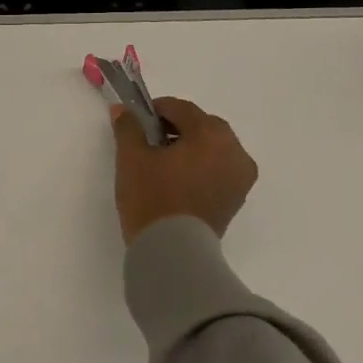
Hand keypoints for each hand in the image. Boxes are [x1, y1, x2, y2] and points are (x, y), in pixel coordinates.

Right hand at [111, 97, 257, 245]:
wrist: (173, 253)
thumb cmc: (153, 198)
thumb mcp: (132, 158)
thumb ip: (128, 128)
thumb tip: (122, 110)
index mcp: (211, 134)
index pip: (182, 109)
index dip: (157, 110)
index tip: (136, 120)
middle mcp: (234, 150)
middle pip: (202, 126)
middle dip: (176, 127)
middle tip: (148, 140)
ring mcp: (240, 177)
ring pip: (212, 148)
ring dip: (190, 147)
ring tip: (161, 162)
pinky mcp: (237, 198)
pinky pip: (218, 168)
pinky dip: (200, 165)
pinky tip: (176, 178)